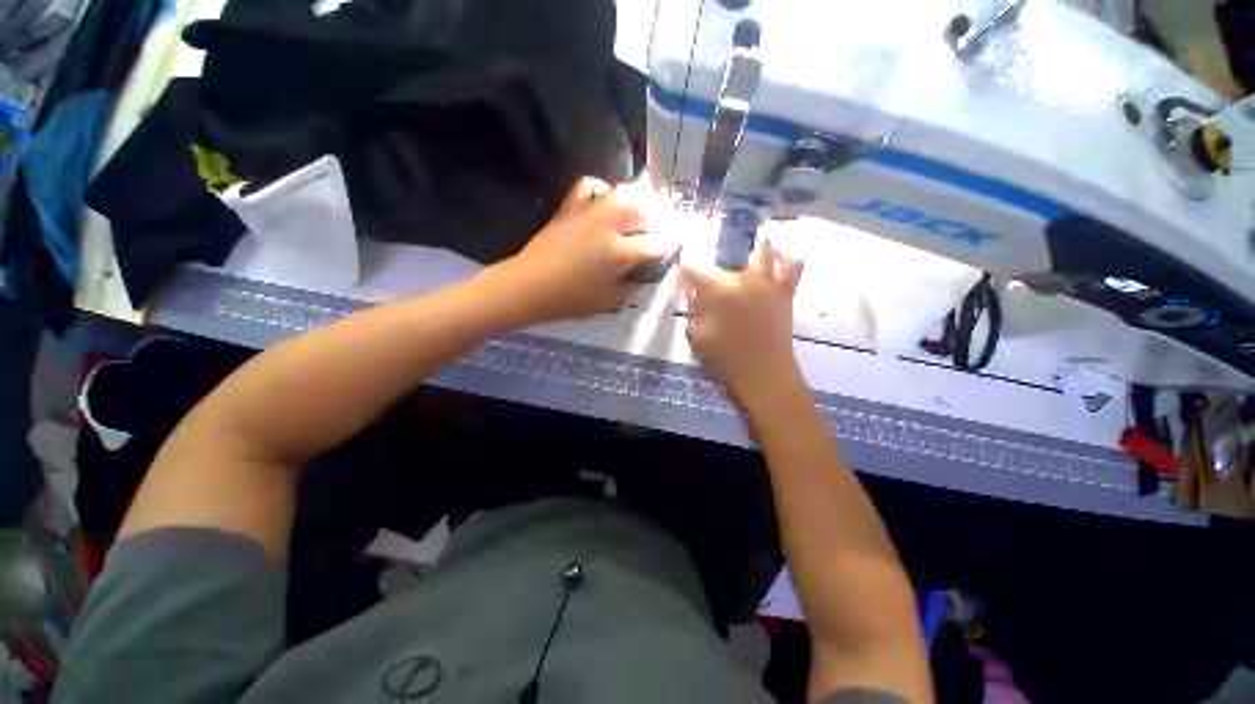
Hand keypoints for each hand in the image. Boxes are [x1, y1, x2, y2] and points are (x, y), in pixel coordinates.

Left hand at [491, 177, 663, 325]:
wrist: (529, 286)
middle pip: (644, 209)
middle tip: (655, 232)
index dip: (666, 247)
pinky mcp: (570, 207)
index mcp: (621, 252)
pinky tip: (604, 203)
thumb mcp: (609, 300)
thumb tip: (645, 272)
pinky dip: (602, 190)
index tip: (668, 252)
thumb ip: (632, 284)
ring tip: (636, 216)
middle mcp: (609, 225)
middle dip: (656, 219)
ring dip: (636, 202)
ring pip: (622, 192)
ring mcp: (589, 212)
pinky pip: (590, 186)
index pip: (656, 243)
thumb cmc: (570, 299)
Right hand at [681, 239, 803, 402]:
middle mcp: (744, 279)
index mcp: (719, 291)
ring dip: (752, 252)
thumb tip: (693, 293)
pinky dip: (787, 258)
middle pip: (724, 265)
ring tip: (747, 253)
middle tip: (706, 287)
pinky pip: (792, 267)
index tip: (678, 269)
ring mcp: (768, 283)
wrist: (764, 375)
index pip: (695, 271)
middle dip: (712, 274)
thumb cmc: (725, 359)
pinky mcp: (785, 293)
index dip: (684, 269)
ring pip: (762, 254)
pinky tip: (781, 256)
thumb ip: (693, 310)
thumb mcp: (697, 336)